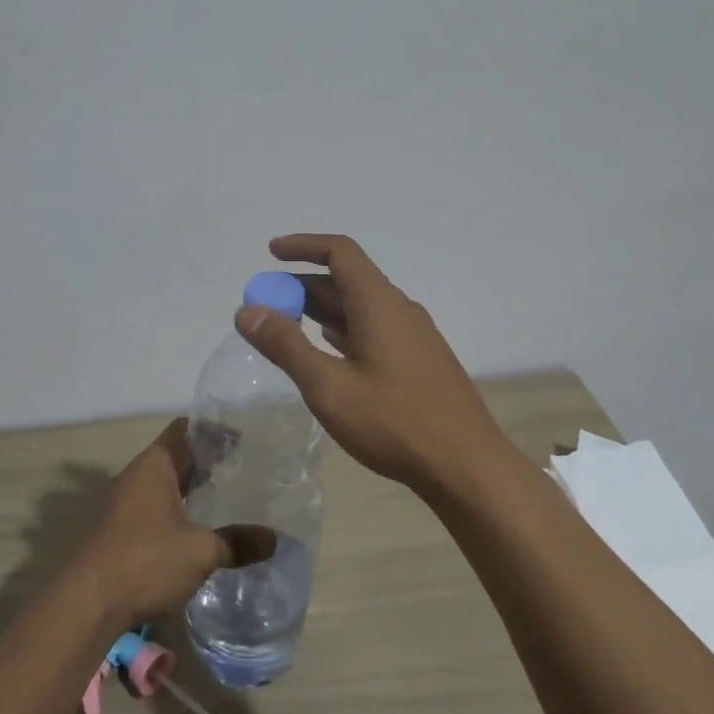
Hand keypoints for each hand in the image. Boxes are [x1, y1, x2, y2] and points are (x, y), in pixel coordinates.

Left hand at [73, 420, 276, 625]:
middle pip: (175, 455)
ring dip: (190, 487)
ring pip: (164, 483)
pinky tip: (197, 528)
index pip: (185, 429)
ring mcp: (123, 502)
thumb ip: (238, 542)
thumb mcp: (200, 551)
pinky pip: (154, 506)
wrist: (88, 603)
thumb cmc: (146, 560)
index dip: (213, 431)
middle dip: (206, 460)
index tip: (242, 439)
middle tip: (242, 467)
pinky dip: (177, 508)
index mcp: (154, 464)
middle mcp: (136, 475)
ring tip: (225, 495)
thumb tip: (275, 539)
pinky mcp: (118, 529)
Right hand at [232, 233, 510, 491]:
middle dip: (302, 286)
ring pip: (359, 308)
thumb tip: (247, 310)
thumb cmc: (395, 422)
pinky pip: (373, 330)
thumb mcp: (329, 386)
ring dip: (320, 311)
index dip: (303, 246)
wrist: (467, 467)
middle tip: (265, 306)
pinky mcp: (418, 361)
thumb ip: (286, 345)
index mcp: (379, 303)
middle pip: (346, 280)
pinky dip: (341, 331)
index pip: (340, 252)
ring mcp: (412, 336)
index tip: (270, 253)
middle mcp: (398, 309)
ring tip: (285, 328)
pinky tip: (327, 353)